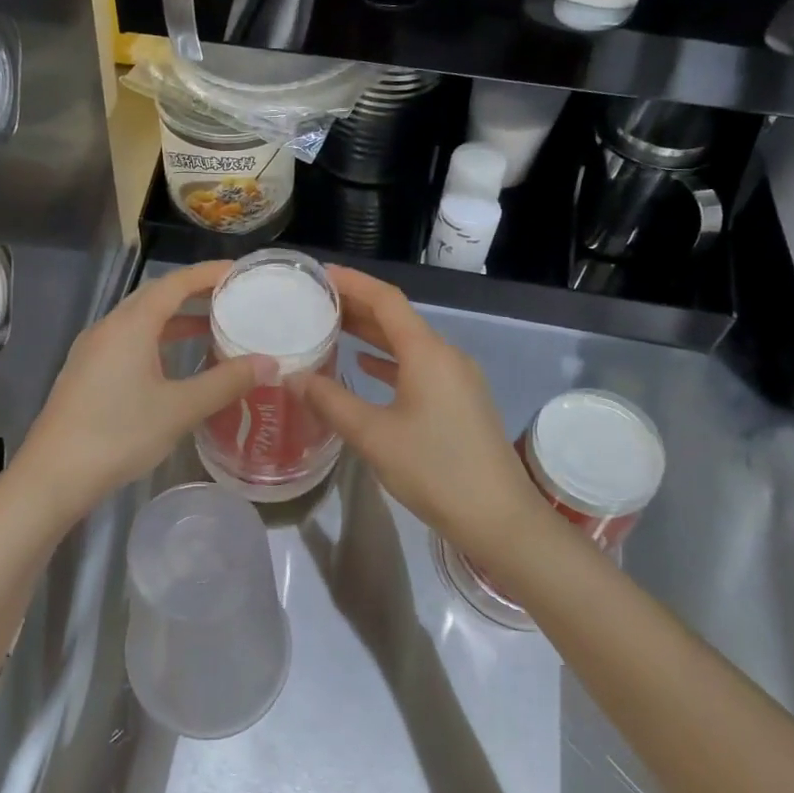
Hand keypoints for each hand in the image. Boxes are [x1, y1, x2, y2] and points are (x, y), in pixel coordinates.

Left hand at [14, 261, 275, 523]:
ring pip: (140, 321)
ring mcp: (93, 350)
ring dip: (176, 320)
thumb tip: (269, 363)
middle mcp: (108, 328)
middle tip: (231, 298)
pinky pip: (128, 341)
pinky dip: (157, 340)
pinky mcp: (86, 372)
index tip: (239, 271)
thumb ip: (226, 382)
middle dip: (194, 293)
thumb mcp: (180, 409)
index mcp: (130, 326)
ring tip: (212, 328)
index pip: (174, 283)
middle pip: (155, 297)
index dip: (208, 273)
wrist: (53, 476)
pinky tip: (174, 364)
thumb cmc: (119, 435)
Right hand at [297, 267, 541, 564]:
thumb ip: (331, 402)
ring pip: (408, 344)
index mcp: (427, 353)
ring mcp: (457, 378)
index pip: (387, 300)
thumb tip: (294, 376)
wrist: (499, 517)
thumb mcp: (374, 436)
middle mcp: (446, 355)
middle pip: (398, 319)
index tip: (320, 275)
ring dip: (372, 334)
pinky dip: (390, 361)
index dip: (353, 283)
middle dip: (358, 306)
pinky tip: (366, 367)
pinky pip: (419, 367)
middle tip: (315, 301)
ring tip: (332, 328)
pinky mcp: (461, 401)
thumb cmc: (435, 470)